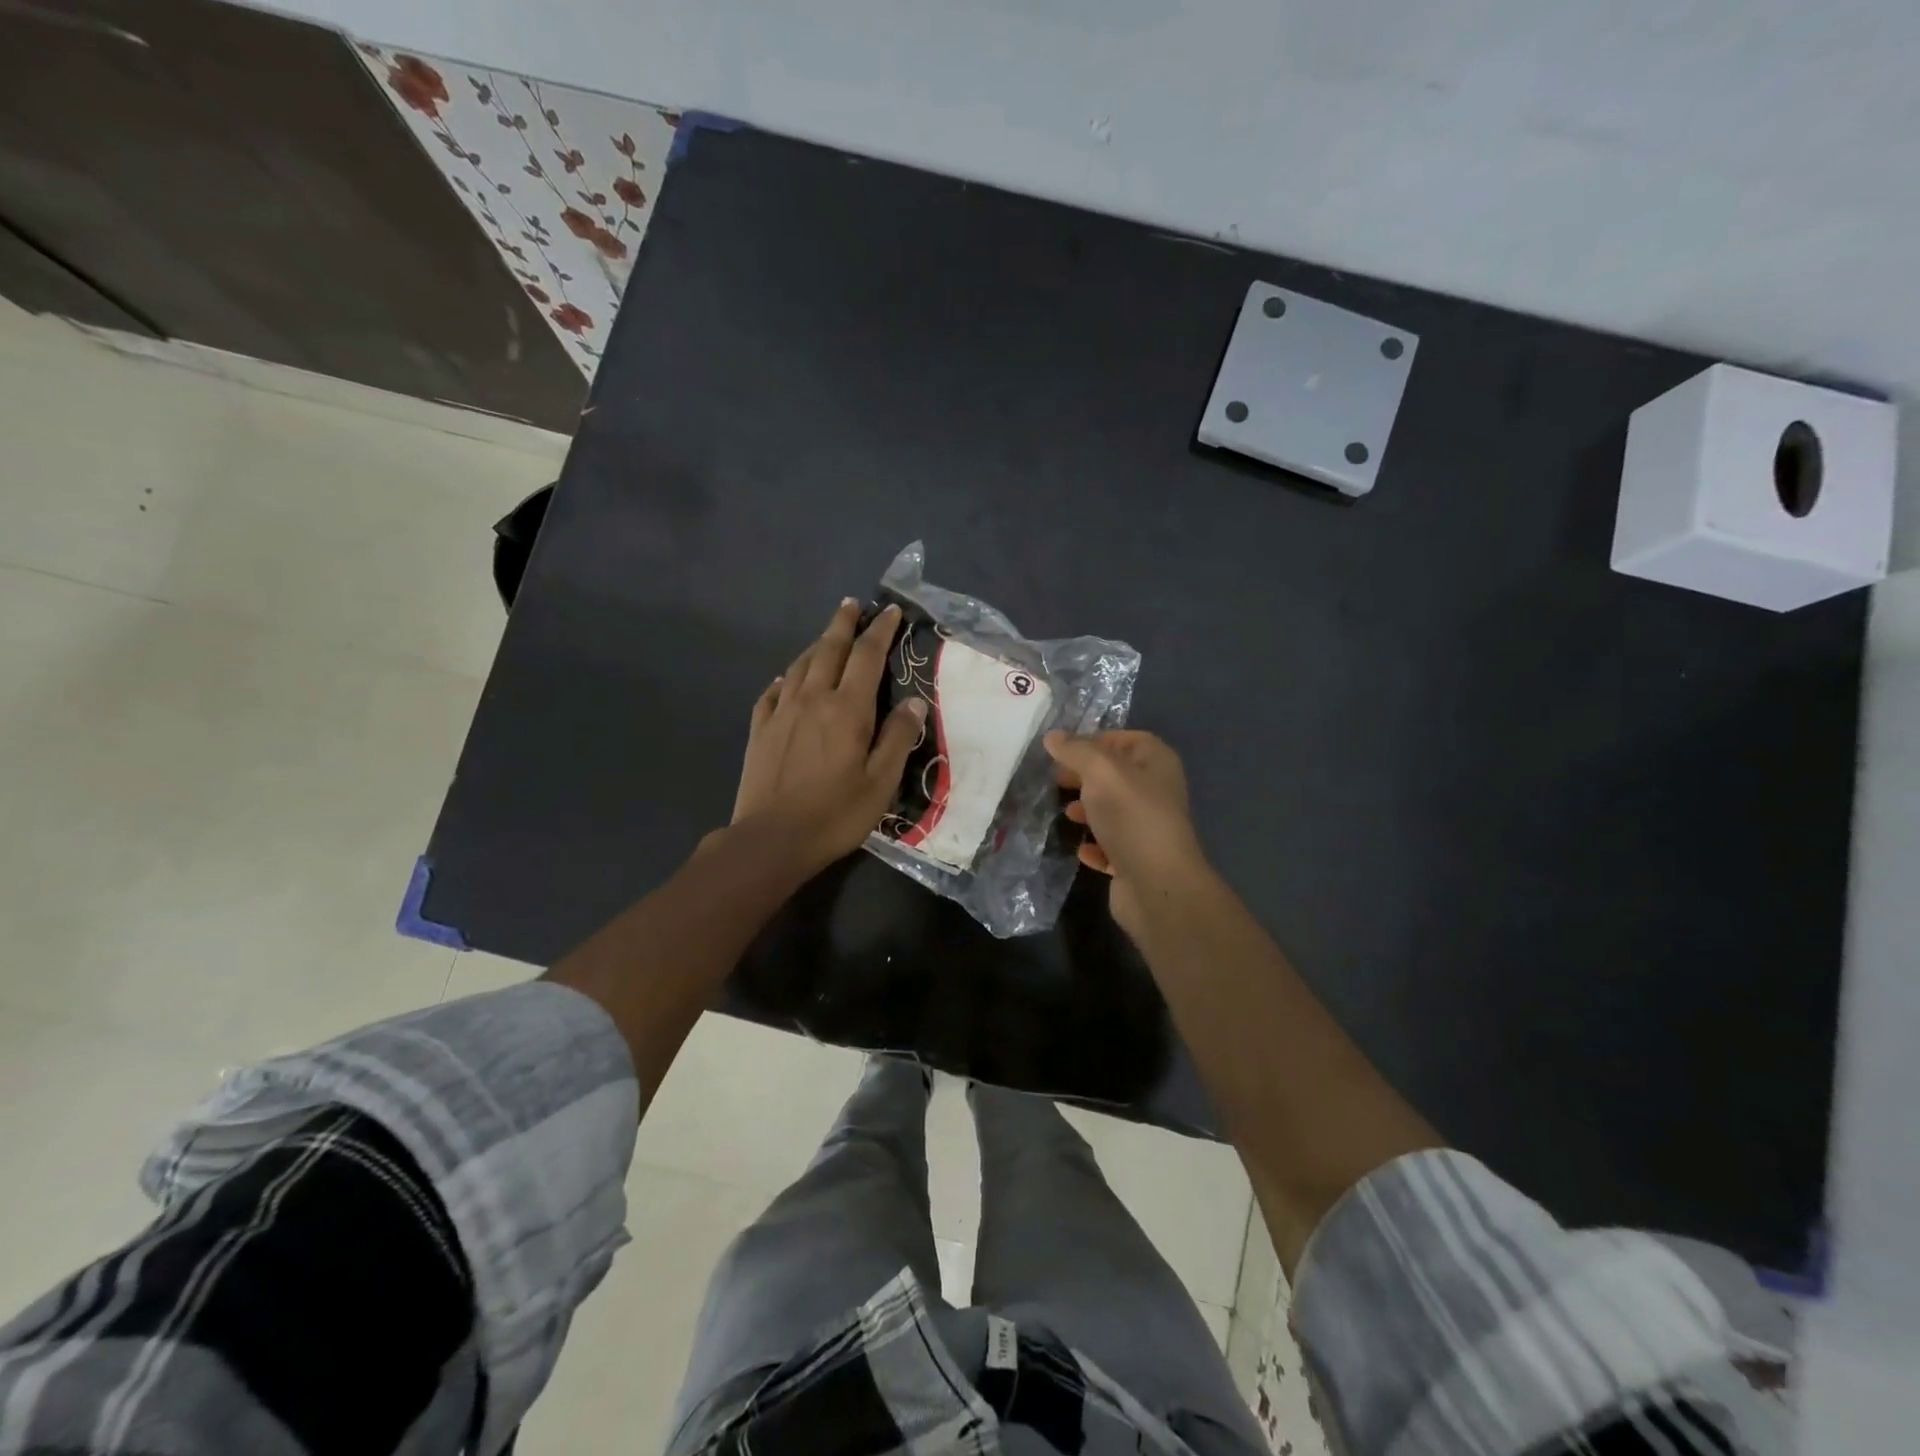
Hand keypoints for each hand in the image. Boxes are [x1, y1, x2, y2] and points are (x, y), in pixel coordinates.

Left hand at [732, 599, 926, 873]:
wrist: (772, 838)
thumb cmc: (836, 814)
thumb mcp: (881, 782)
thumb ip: (897, 738)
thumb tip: (913, 703)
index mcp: (847, 709)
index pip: (866, 656)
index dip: (880, 630)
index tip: (890, 611)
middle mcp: (812, 699)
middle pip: (829, 649)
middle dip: (843, 624)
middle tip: (853, 605)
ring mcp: (781, 712)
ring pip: (800, 665)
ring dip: (817, 645)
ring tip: (828, 636)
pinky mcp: (759, 729)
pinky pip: (773, 692)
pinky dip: (786, 679)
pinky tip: (788, 680)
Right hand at [1045, 730, 1207, 935]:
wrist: (1156, 884)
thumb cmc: (1131, 816)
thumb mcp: (1100, 771)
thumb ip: (1076, 750)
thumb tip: (1052, 737)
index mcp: (1157, 763)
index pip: (1127, 740)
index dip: (1097, 740)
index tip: (1064, 750)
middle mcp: (1157, 792)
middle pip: (1117, 776)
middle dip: (1086, 776)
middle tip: (1057, 780)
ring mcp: (1148, 828)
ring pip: (1114, 811)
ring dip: (1089, 810)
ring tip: (1067, 814)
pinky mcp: (1137, 860)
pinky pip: (1112, 846)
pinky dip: (1095, 845)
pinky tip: (1081, 849)